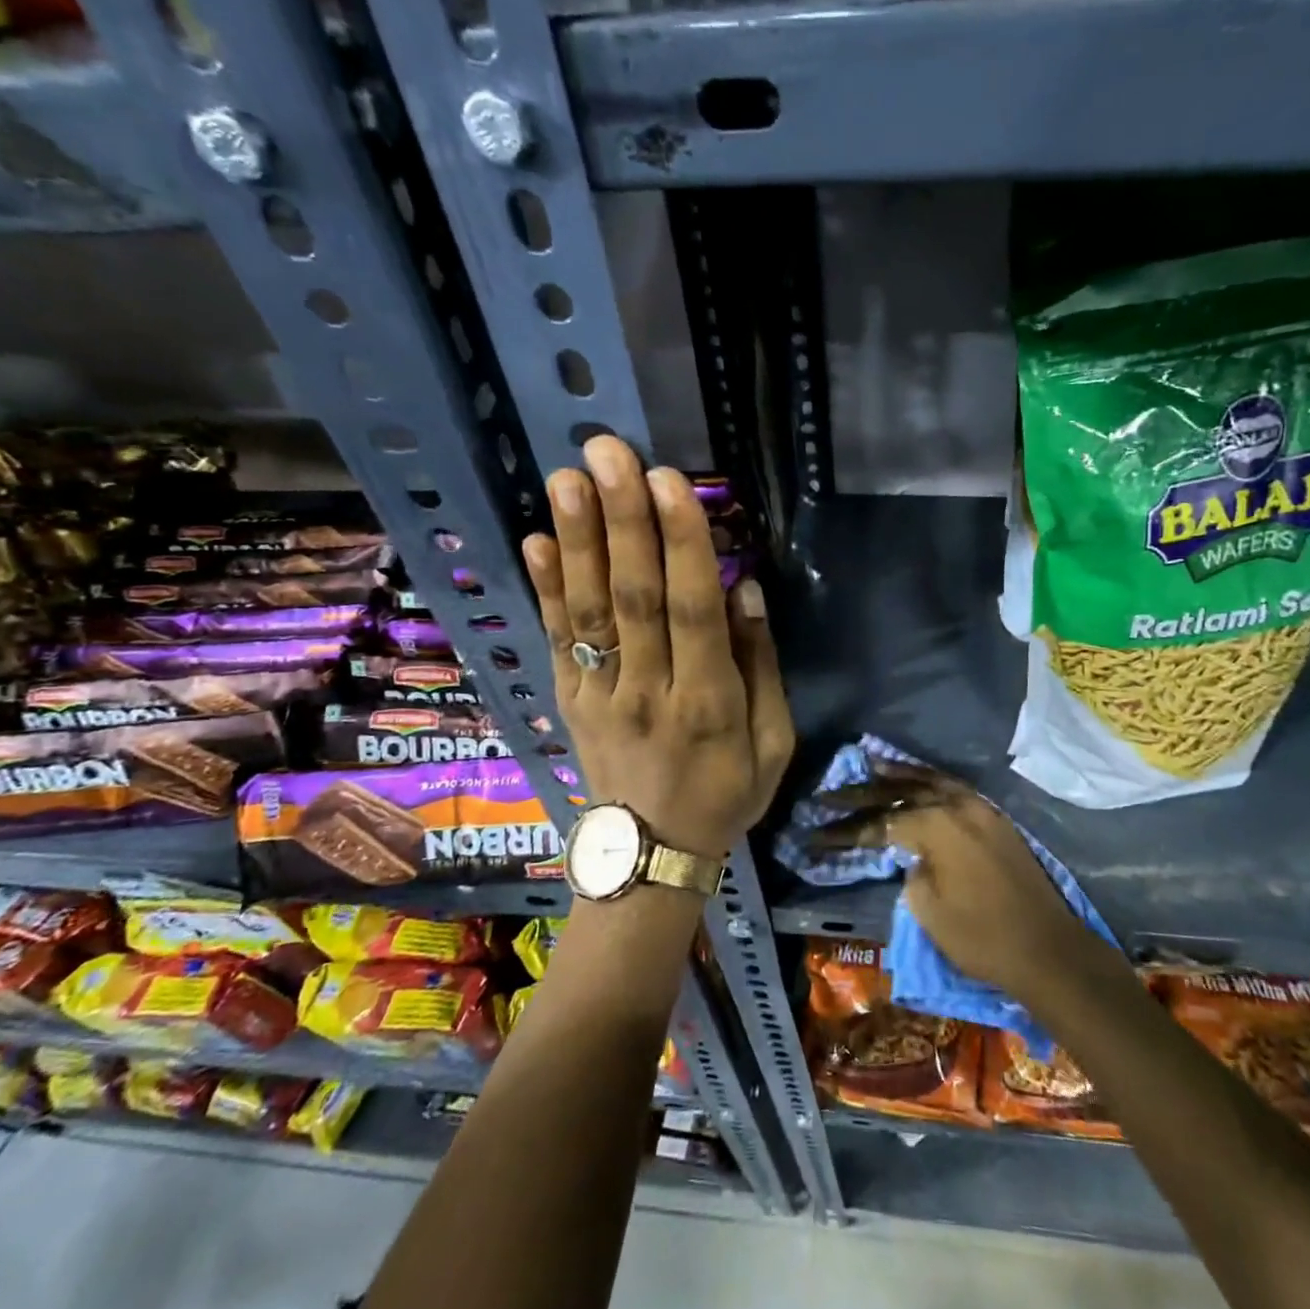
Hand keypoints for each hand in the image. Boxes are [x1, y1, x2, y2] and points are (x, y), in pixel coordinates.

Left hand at [521, 437, 794, 858]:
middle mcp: (647, 691)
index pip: (692, 610)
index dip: (681, 544)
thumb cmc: (725, 793)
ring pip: (588, 610)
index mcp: (707, 703)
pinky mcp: (568, 699)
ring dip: (578, 540)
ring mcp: (599, 695)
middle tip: (610, 453)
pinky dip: (544, 589)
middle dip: (623, 521)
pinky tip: (536, 540)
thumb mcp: (773, 743)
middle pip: (632, 598)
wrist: (650, 854)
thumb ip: (761, 665)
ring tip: (567, 477)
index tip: (669, 482)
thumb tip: (743, 587)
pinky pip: (556, 639)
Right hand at [812, 763, 1098, 1004]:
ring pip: (930, 782)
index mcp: (936, 825)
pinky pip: (953, 789)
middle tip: (828, 795)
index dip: (845, 830)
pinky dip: (930, 781)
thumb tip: (912, 856)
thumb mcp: (928, 908)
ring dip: (898, 774)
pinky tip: (917, 780)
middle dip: (861, 795)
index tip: (815, 833)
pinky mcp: (993, 819)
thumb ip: (911, 870)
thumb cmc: (981, 936)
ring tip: (871, 763)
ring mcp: (979, 808)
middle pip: (900, 792)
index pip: (879, 822)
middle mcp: (956, 805)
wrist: (1047, 950)